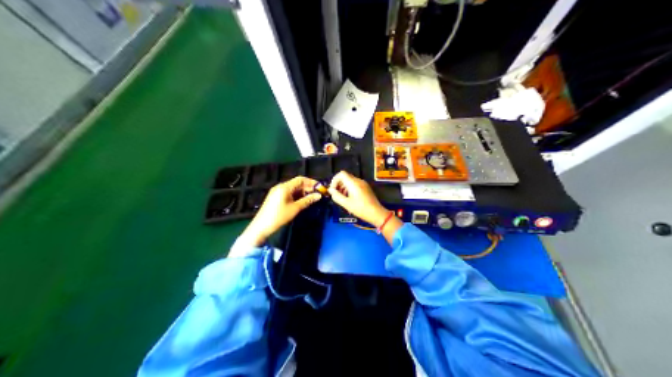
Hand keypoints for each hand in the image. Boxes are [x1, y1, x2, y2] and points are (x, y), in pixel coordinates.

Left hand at [235, 175, 321, 250]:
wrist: (261, 226)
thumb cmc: (279, 216)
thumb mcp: (295, 208)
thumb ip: (307, 200)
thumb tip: (319, 195)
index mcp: (285, 187)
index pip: (300, 179)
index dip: (311, 182)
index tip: (320, 188)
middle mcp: (281, 186)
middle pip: (297, 183)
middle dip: (308, 188)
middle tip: (318, 194)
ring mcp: (277, 192)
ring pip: (293, 189)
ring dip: (303, 192)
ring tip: (311, 199)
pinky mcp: (275, 197)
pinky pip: (288, 193)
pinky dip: (296, 196)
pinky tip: (302, 202)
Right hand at [328, 171, 388, 226]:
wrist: (376, 213)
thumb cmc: (360, 209)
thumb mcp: (346, 204)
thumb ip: (336, 196)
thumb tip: (330, 190)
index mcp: (353, 183)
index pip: (341, 174)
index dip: (334, 180)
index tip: (333, 190)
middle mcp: (358, 181)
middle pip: (345, 177)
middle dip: (338, 185)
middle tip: (336, 195)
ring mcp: (363, 184)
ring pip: (350, 181)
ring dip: (343, 187)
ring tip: (342, 198)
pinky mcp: (366, 188)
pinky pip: (355, 185)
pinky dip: (349, 189)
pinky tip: (349, 198)